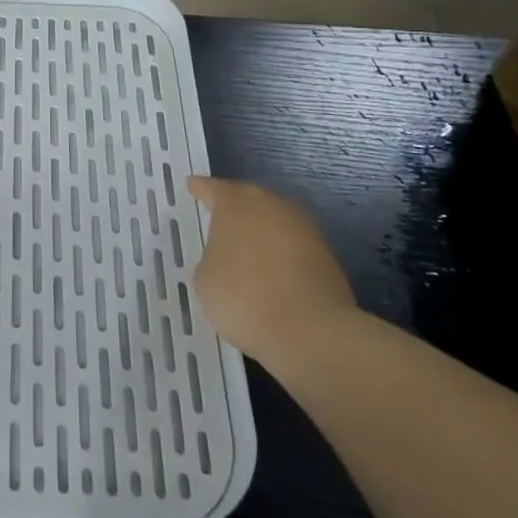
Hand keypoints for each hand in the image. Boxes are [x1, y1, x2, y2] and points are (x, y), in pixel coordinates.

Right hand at [189, 176, 358, 364]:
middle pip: (248, 199)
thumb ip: (211, 257)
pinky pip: (291, 246)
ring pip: (273, 221)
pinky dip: (279, 255)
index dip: (200, 189)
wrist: (311, 331)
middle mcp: (271, 204)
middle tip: (218, 221)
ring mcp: (302, 227)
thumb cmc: (244, 297)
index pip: (212, 188)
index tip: (192, 185)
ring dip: (259, 232)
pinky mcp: (325, 254)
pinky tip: (270, 274)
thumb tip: (227, 258)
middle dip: (234, 209)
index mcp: (236, 203)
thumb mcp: (205, 278)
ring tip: (245, 252)